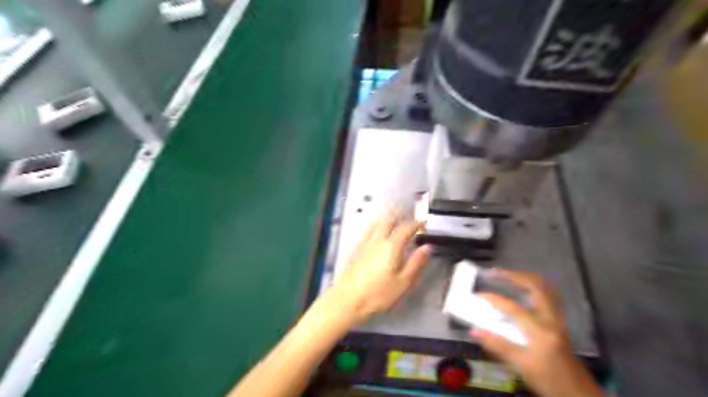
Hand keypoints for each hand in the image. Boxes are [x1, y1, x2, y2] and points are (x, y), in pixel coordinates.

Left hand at [331, 212, 430, 326]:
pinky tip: (377, 234)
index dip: (417, 224)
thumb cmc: (378, 294)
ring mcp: (364, 243)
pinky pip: (367, 230)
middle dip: (401, 216)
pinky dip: (376, 226)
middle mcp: (377, 240)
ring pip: (376, 222)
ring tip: (394, 222)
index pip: (406, 228)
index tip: (423, 224)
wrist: (348, 299)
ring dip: (387, 219)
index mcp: (392, 246)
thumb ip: (416, 263)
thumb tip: (427, 248)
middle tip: (409, 220)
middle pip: (389, 219)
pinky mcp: (355, 249)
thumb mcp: (404, 282)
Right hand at [469, 272, 601, 395]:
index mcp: (540, 331)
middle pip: (536, 287)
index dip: (493, 299)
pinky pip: (548, 296)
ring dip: (525, 278)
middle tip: (495, 272)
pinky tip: (523, 289)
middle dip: (514, 276)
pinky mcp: (560, 322)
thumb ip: (497, 346)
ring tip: (508, 275)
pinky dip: (534, 287)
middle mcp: (551, 319)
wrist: (579, 395)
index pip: (513, 308)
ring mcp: (558, 319)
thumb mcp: (521, 366)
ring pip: (545, 288)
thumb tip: (473, 331)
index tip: (478, 295)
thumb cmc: (549, 381)